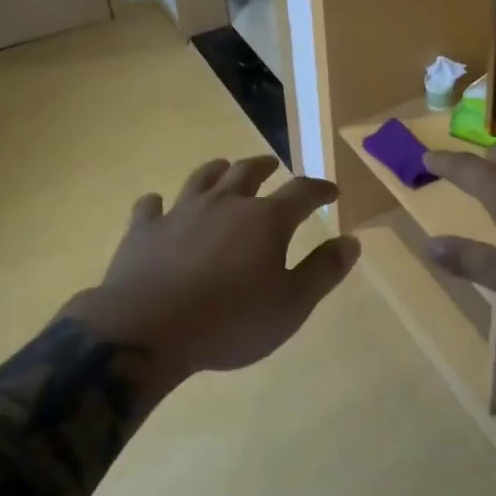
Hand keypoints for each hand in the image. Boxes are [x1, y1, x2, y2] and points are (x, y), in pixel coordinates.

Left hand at [69, 155, 359, 383]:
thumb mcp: (292, 305)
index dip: (319, 189)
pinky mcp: (144, 230)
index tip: (331, 190)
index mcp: (265, 220)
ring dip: (216, 171)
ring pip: (202, 179)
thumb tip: (351, 240)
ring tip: (223, 168)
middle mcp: (224, 203)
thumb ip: (323, 270)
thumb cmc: (230, 321)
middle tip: (273, 165)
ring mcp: (180, 212)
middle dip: (264, 167)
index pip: (301, 192)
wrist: (148, 329)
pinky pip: (150, 207)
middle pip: (247, 172)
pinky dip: (157, 204)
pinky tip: (157, 204)